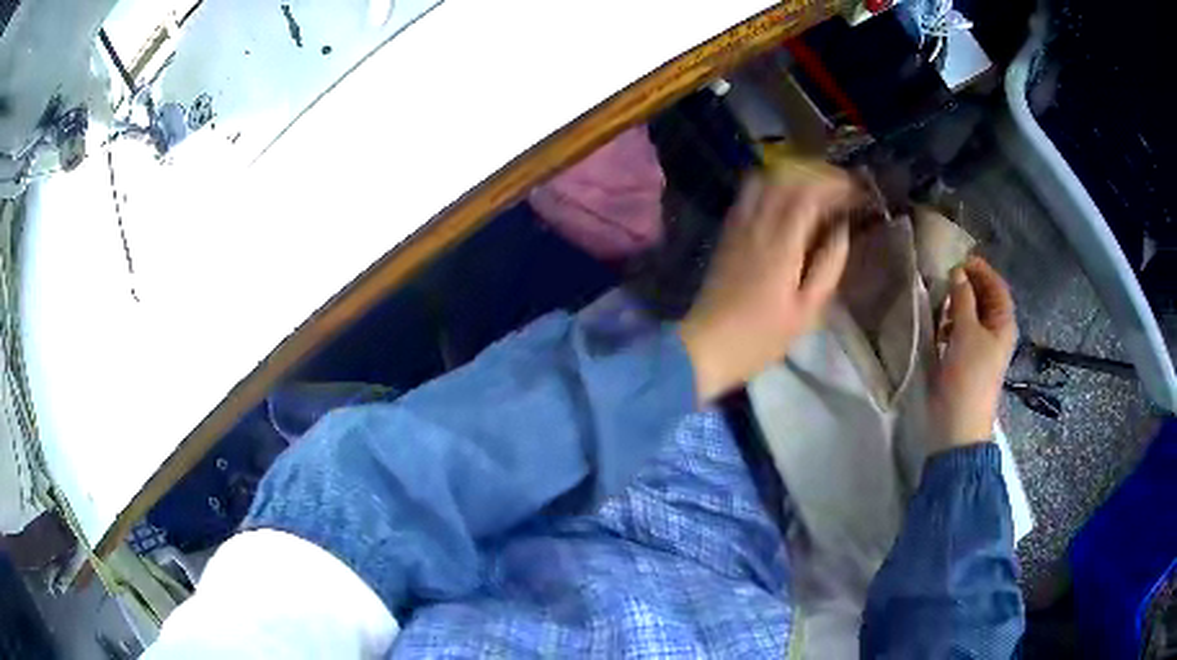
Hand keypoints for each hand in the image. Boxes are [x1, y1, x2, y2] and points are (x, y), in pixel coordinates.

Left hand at [680, 163, 855, 401]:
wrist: (706, 346)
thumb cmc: (761, 337)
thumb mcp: (807, 311)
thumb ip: (829, 266)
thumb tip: (842, 230)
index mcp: (781, 243)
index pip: (809, 194)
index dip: (835, 186)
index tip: (857, 191)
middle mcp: (757, 224)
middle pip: (786, 178)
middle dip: (818, 176)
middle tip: (842, 187)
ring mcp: (737, 225)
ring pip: (765, 180)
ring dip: (794, 177)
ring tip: (817, 190)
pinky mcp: (727, 232)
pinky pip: (748, 194)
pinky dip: (772, 186)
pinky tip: (786, 201)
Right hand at [929, 256, 1017, 450]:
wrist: (959, 424)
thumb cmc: (968, 375)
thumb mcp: (966, 333)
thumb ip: (963, 299)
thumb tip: (957, 272)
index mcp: (1003, 323)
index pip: (996, 286)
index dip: (980, 270)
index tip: (958, 258)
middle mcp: (995, 331)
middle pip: (984, 298)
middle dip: (967, 285)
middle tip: (945, 277)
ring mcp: (980, 345)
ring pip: (970, 313)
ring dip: (956, 303)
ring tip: (940, 301)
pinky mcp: (965, 358)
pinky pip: (960, 330)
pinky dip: (950, 322)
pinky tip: (938, 325)